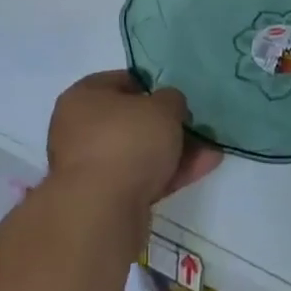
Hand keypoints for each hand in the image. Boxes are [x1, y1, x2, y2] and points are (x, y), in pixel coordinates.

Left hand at [46, 71, 222, 220]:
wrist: (102, 209)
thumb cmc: (127, 140)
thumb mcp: (163, 107)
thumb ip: (171, 100)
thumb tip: (168, 106)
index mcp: (83, 98)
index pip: (119, 81)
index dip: (151, 85)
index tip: (175, 95)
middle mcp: (79, 130)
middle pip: (131, 121)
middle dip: (167, 125)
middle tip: (194, 125)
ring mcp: (90, 166)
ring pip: (139, 152)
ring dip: (174, 151)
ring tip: (210, 152)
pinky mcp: (104, 198)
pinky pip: (141, 177)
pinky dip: (169, 173)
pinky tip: (202, 168)